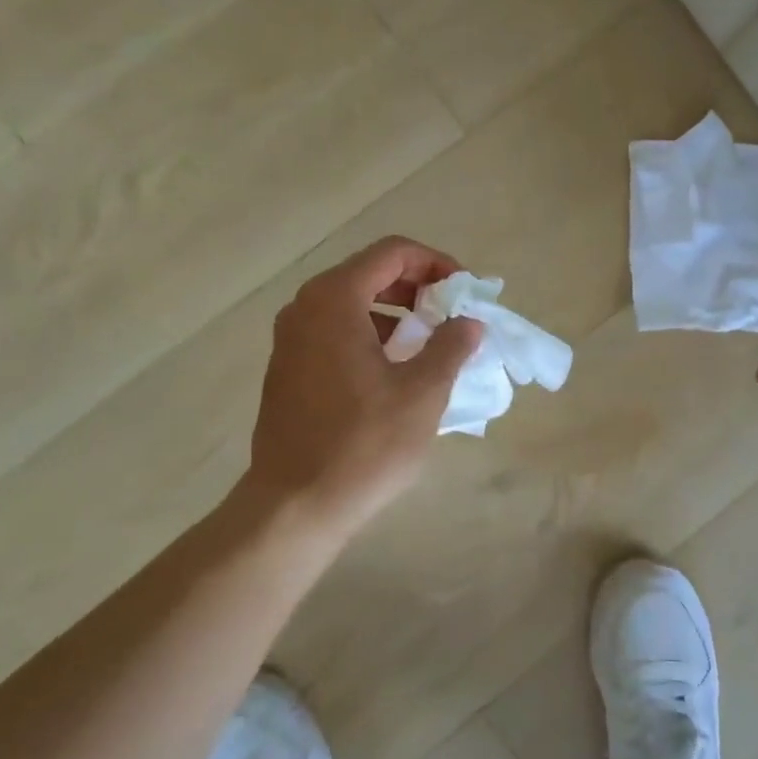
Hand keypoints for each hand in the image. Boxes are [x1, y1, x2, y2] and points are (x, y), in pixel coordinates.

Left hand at [246, 236, 483, 538]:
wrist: (295, 505)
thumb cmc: (364, 444)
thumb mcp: (423, 393)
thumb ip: (451, 346)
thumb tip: (468, 322)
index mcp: (335, 300)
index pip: (393, 253)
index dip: (436, 264)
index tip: (465, 294)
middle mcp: (305, 308)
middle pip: (370, 274)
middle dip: (419, 289)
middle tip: (453, 318)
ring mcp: (291, 339)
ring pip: (353, 305)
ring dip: (397, 315)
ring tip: (431, 347)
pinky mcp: (289, 369)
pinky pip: (337, 333)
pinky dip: (372, 337)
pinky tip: (397, 373)